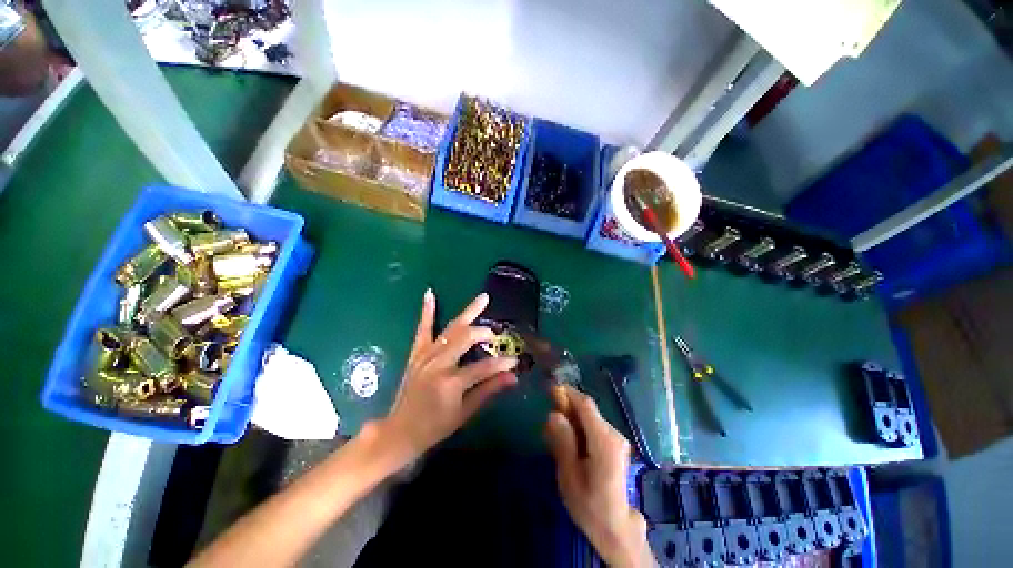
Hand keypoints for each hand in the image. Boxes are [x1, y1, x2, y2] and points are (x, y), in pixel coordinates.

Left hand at [376, 290, 517, 461]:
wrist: (400, 431)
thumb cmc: (434, 427)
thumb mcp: (464, 413)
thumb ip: (488, 391)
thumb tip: (512, 377)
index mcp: (450, 382)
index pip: (483, 367)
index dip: (501, 363)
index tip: (515, 361)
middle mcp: (438, 363)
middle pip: (466, 338)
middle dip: (484, 333)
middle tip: (496, 335)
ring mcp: (425, 355)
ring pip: (451, 328)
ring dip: (468, 312)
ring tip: (483, 298)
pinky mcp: (417, 353)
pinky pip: (423, 328)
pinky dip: (427, 310)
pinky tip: (430, 293)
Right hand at [546, 387, 653, 567]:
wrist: (616, 527)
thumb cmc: (589, 505)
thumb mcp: (569, 476)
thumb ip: (562, 442)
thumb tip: (553, 414)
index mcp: (604, 441)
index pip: (586, 405)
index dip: (568, 393)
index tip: (550, 389)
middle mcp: (614, 434)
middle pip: (588, 410)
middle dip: (567, 408)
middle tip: (549, 419)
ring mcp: (617, 438)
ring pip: (590, 417)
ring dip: (572, 419)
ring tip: (556, 434)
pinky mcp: (616, 443)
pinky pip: (594, 426)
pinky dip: (580, 427)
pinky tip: (570, 442)